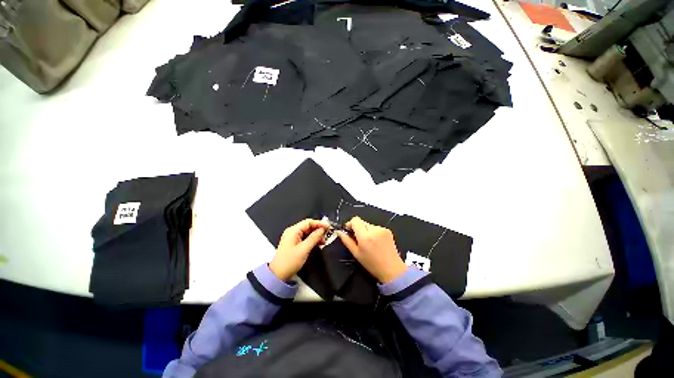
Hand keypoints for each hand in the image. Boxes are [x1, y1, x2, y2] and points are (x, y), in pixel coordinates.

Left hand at [269, 219, 329, 280]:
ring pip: (308, 232)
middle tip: (326, 237)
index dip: (319, 223)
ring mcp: (293, 237)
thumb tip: (323, 229)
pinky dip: (312, 240)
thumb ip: (314, 237)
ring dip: (316, 235)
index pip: (308, 222)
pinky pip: (305, 237)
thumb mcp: (304, 249)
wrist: (278, 275)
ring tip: (323, 242)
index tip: (329, 227)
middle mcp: (293, 231)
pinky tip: (318, 244)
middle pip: (308, 226)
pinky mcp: (294, 243)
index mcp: (293, 230)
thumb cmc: (291, 261)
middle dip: (318, 230)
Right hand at [337, 217, 407, 282]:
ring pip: (368, 224)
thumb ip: (346, 241)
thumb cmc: (371, 264)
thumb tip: (339, 232)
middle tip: (358, 239)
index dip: (350, 224)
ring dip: (366, 230)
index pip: (355, 220)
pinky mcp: (387, 230)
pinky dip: (373, 232)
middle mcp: (374, 229)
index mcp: (365, 236)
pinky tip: (376, 242)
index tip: (349, 231)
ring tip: (368, 242)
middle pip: (361, 222)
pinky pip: (376, 227)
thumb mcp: (356, 254)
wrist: (392, 269)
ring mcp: (382, 229)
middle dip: (358, 228)